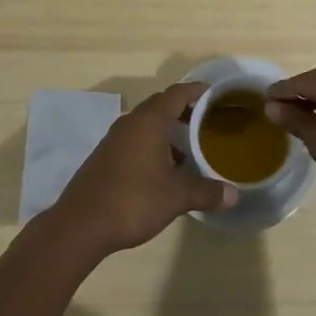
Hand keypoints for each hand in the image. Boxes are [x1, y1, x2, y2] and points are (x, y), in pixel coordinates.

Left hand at [46, 83, 236, 259]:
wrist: (80, 225)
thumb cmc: (132, 200)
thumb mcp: (175, 197)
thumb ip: (206, 192)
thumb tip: (234, 195)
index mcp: (149, 121)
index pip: (177, 93)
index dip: (197, 90)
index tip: (215, 93)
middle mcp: (131, 122)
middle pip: (161, 105)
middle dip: (184, 109)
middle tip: (207, 120)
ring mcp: (114, 139)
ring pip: (146, 124)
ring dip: (167, 130)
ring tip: (188, 147)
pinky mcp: (105, 156)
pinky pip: (134, 139)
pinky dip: (152, 144)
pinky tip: (163, 169)